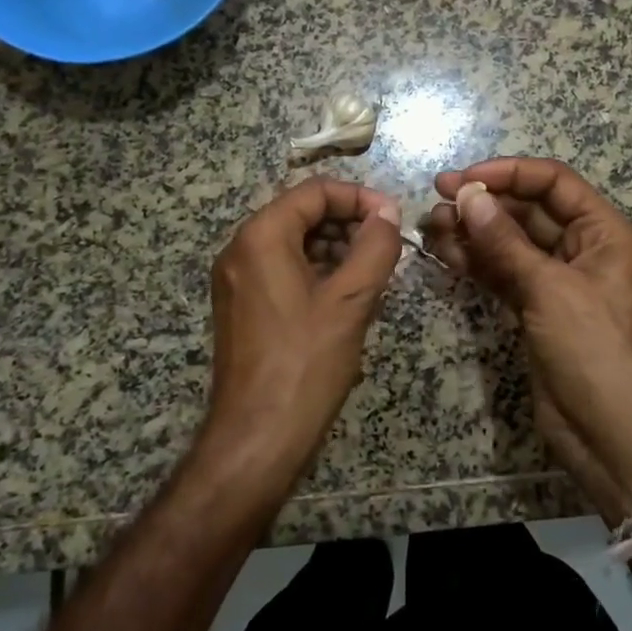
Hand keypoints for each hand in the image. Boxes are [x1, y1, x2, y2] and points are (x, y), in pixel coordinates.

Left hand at [201, 179, 403, 494]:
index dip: (359, 197)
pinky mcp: (243, 306)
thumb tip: (388, 214)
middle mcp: (241, 249)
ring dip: (336, 247)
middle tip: (388, 247)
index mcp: (261, 237)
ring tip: (374, 272)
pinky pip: (283, 269)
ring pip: (294, 242)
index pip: (315, 191)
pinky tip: (348, 295)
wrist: (256, 439)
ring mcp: (237, 279)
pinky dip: (318, 270)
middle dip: (348, 222)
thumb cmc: (305, 364)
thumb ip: (375, 247)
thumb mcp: (351, 301)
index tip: (394, 219)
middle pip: (302, 213)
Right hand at [424, 159, 631, 518]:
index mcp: (601, 232)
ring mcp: (554, 279)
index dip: (509, 173)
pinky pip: (501, 272)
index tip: (464, 178)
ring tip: (430, 225)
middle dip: (484, 202)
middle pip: (527, 210)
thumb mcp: (549, 289)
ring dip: (472, 231)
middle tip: (436, 199)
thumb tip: (468, 194)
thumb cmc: (592, 349)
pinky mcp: (533, 307)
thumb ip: (505, 241)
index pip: (552, 183)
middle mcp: (579, 248)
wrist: (608, 433)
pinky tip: (444, 250)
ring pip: (509, 241)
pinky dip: (475, 261)